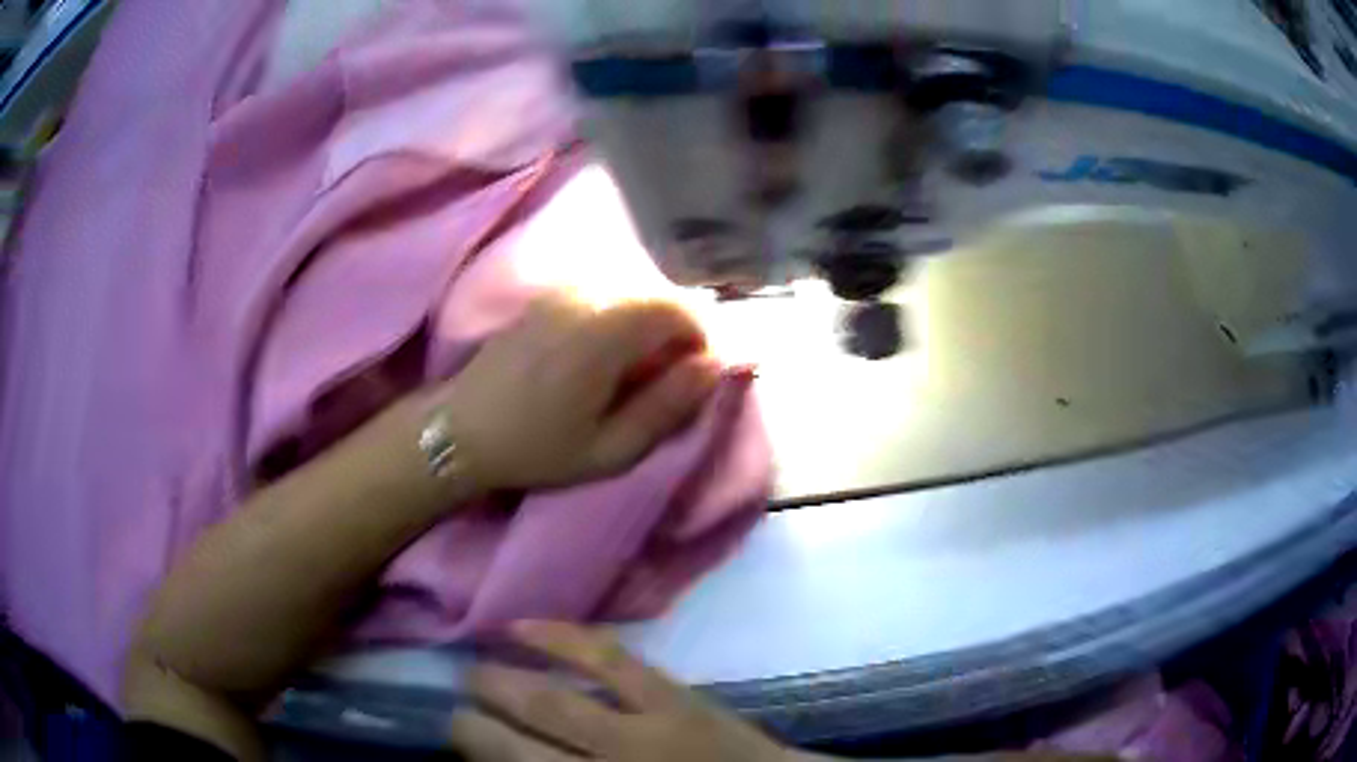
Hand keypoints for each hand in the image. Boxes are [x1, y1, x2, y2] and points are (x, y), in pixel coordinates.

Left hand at [433, 293, 721, 490]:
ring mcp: (562, 291)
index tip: (698, 377)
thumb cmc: (536, 448)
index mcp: (605, 332)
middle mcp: (586, 297)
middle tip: (673, 376)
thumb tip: (714, 367)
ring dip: (651, 321)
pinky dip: (622, 315)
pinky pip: (603, 292)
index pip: (679, 310)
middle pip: (657, 294)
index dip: (703, 339)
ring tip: (642, 368)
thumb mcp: (612, 449)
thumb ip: (668, 406)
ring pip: (631, 290)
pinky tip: (608, 353)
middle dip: (679, 329)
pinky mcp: (546, 297)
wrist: (461, 430)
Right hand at [449, 622, 799, 761]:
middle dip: (478, 722)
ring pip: (553, 700)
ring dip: (503, 682)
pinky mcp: (672, 693)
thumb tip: (509, 760)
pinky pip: (607, 657)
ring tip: (472, 669)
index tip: (453, 732)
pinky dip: (561, 638)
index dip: (478, 749)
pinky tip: (523, 627)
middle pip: (523, 742)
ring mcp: (643, 725)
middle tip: (453, 706)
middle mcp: (612, 761)